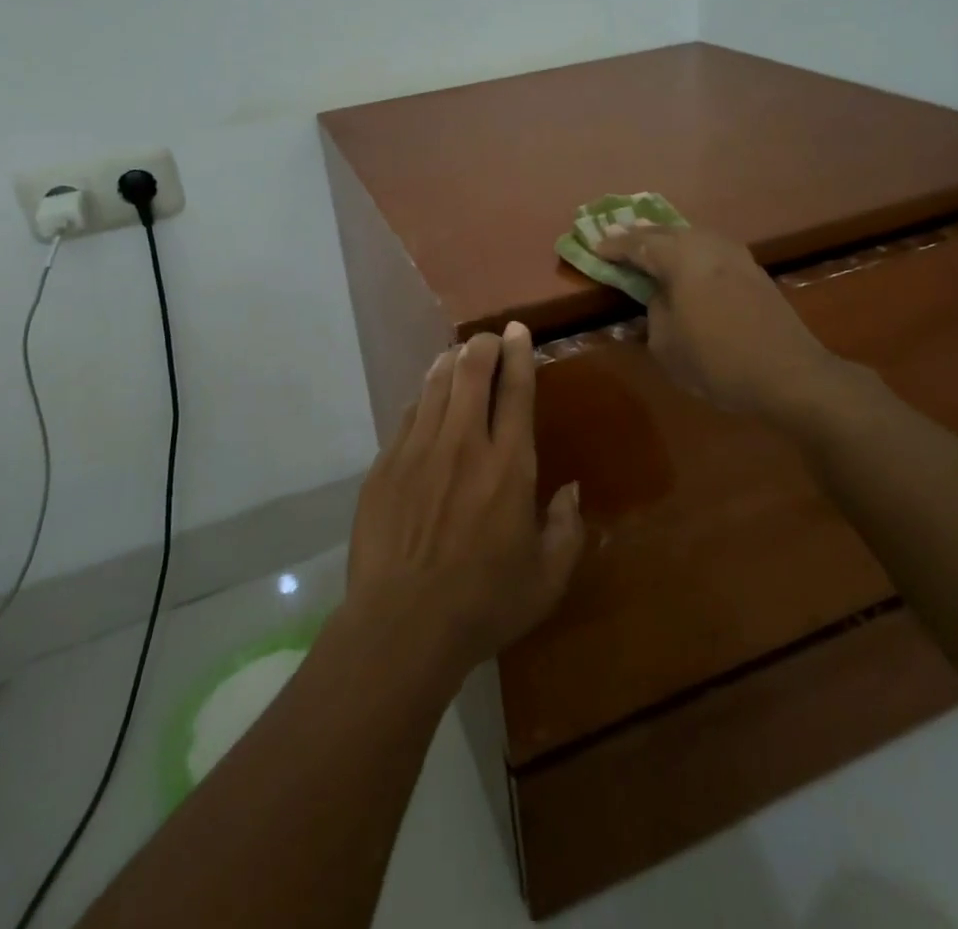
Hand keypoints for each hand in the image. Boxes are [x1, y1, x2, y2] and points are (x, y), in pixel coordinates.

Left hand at [346, 324, 583, 682]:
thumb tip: (571, 490)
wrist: (401, 626)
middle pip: (471, 372)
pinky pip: (408, 415)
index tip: (517, 331)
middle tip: (488, 338)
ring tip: (459, 354)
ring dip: (450, 362)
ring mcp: (418, 451)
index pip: (516, 391)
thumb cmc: (483, 604)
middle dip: (482, 346)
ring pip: (435, 385)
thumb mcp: (546, 579)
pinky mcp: (385, 465)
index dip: (518, 354)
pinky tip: (427, 399)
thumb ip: (567, 529)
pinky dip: (423, 398)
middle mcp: (463, 444)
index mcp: (508, 466)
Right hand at [595, 226, 840, 416]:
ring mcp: (735, 255)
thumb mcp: (666, 344)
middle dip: (640, 235)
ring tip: (649, 243)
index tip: (594, 246)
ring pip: (692, 235)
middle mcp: (708, 246)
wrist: (790, 375)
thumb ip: (655, 310)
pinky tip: (687, 258)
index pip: (639, 245)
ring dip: (667, 238)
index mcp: (681, 259)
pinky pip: (711, 247)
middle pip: (666, 232)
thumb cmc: (718, 362)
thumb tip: (660, 295)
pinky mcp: (753, 270)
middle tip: (616, 236)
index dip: (614, 246)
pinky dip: (691, 249)